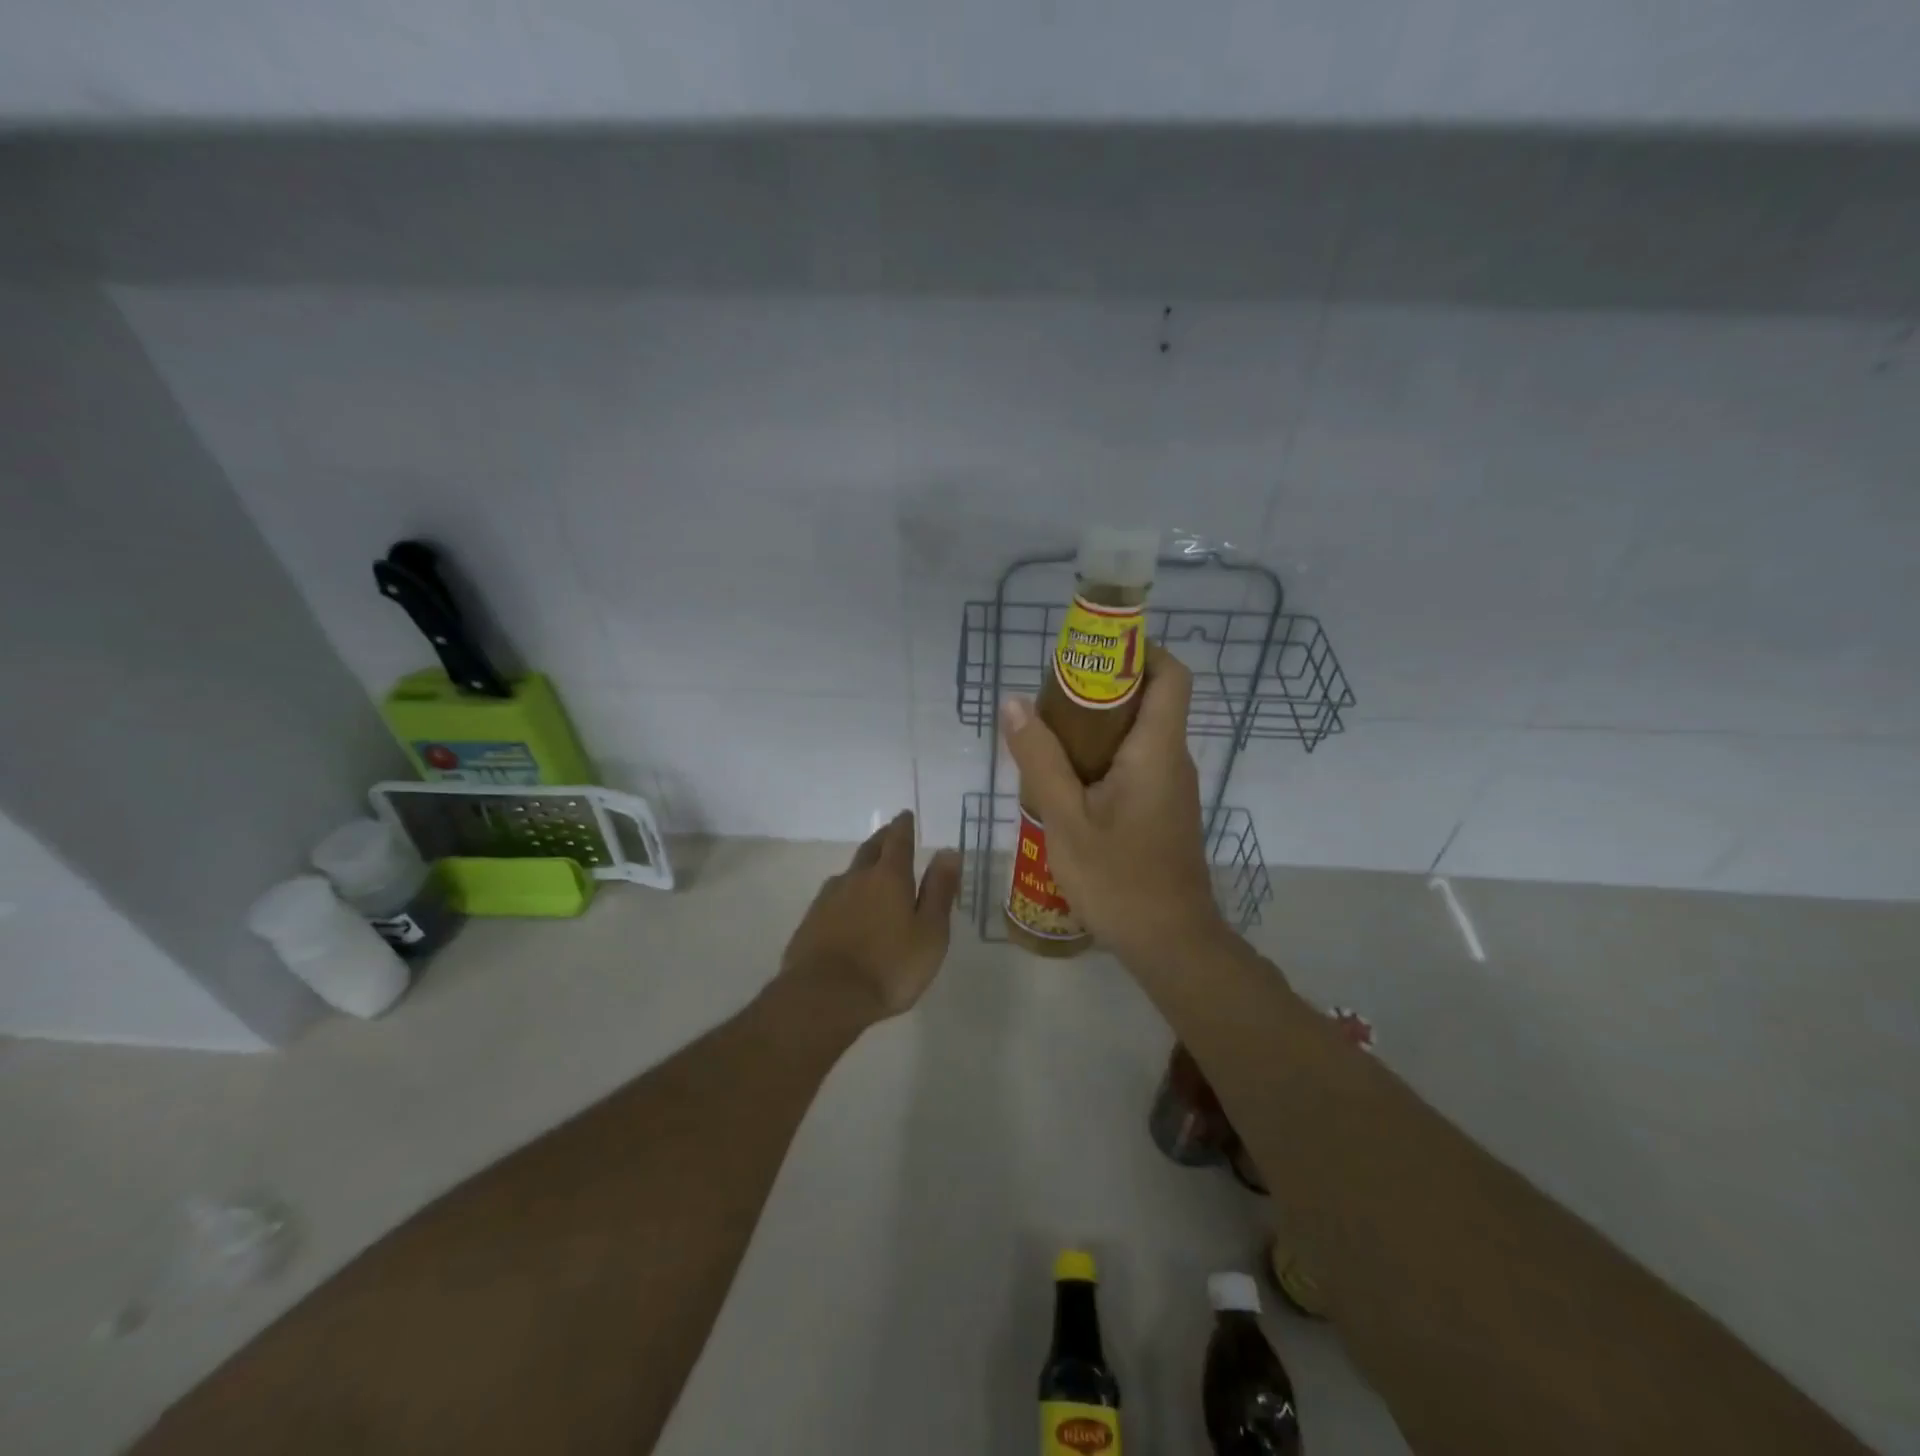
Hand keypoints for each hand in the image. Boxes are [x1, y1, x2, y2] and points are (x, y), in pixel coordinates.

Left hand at [777, 811, 961, 1025]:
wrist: (825, 997)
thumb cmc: (890, 966)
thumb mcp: (930, 932)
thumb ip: (939, 891)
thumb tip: (948, 851)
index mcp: (889, 877)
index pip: (898, 840)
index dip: (904, 826)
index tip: (906, 816)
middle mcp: (856, 878)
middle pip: (870, 849)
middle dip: (883, 838)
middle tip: (890, 832)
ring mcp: (828, 899)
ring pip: (849, 873)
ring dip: (862, 867)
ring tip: (870, 871)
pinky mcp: (810, 922)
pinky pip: (832, 897)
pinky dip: (845, 894)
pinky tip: (846, 908)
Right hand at [1000, 648, 1226, 966]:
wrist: (1170, 943)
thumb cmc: (1119, 880)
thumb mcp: (1066, 819)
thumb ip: (1039, 759)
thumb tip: (1015, 703)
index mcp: (1157, 750)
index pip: (1170, 675)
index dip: (1138, 652)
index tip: (1091, 658)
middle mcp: (1173, 760)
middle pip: (1149, 700)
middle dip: (1102, 689)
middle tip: (1051, 700)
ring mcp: (1171, 787)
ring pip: (1139, 735)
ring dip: (1097, 728)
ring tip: (1048, 740)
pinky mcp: (1164, 810)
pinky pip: (1136, 765)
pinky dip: (1104, 759)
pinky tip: (1066, 784)